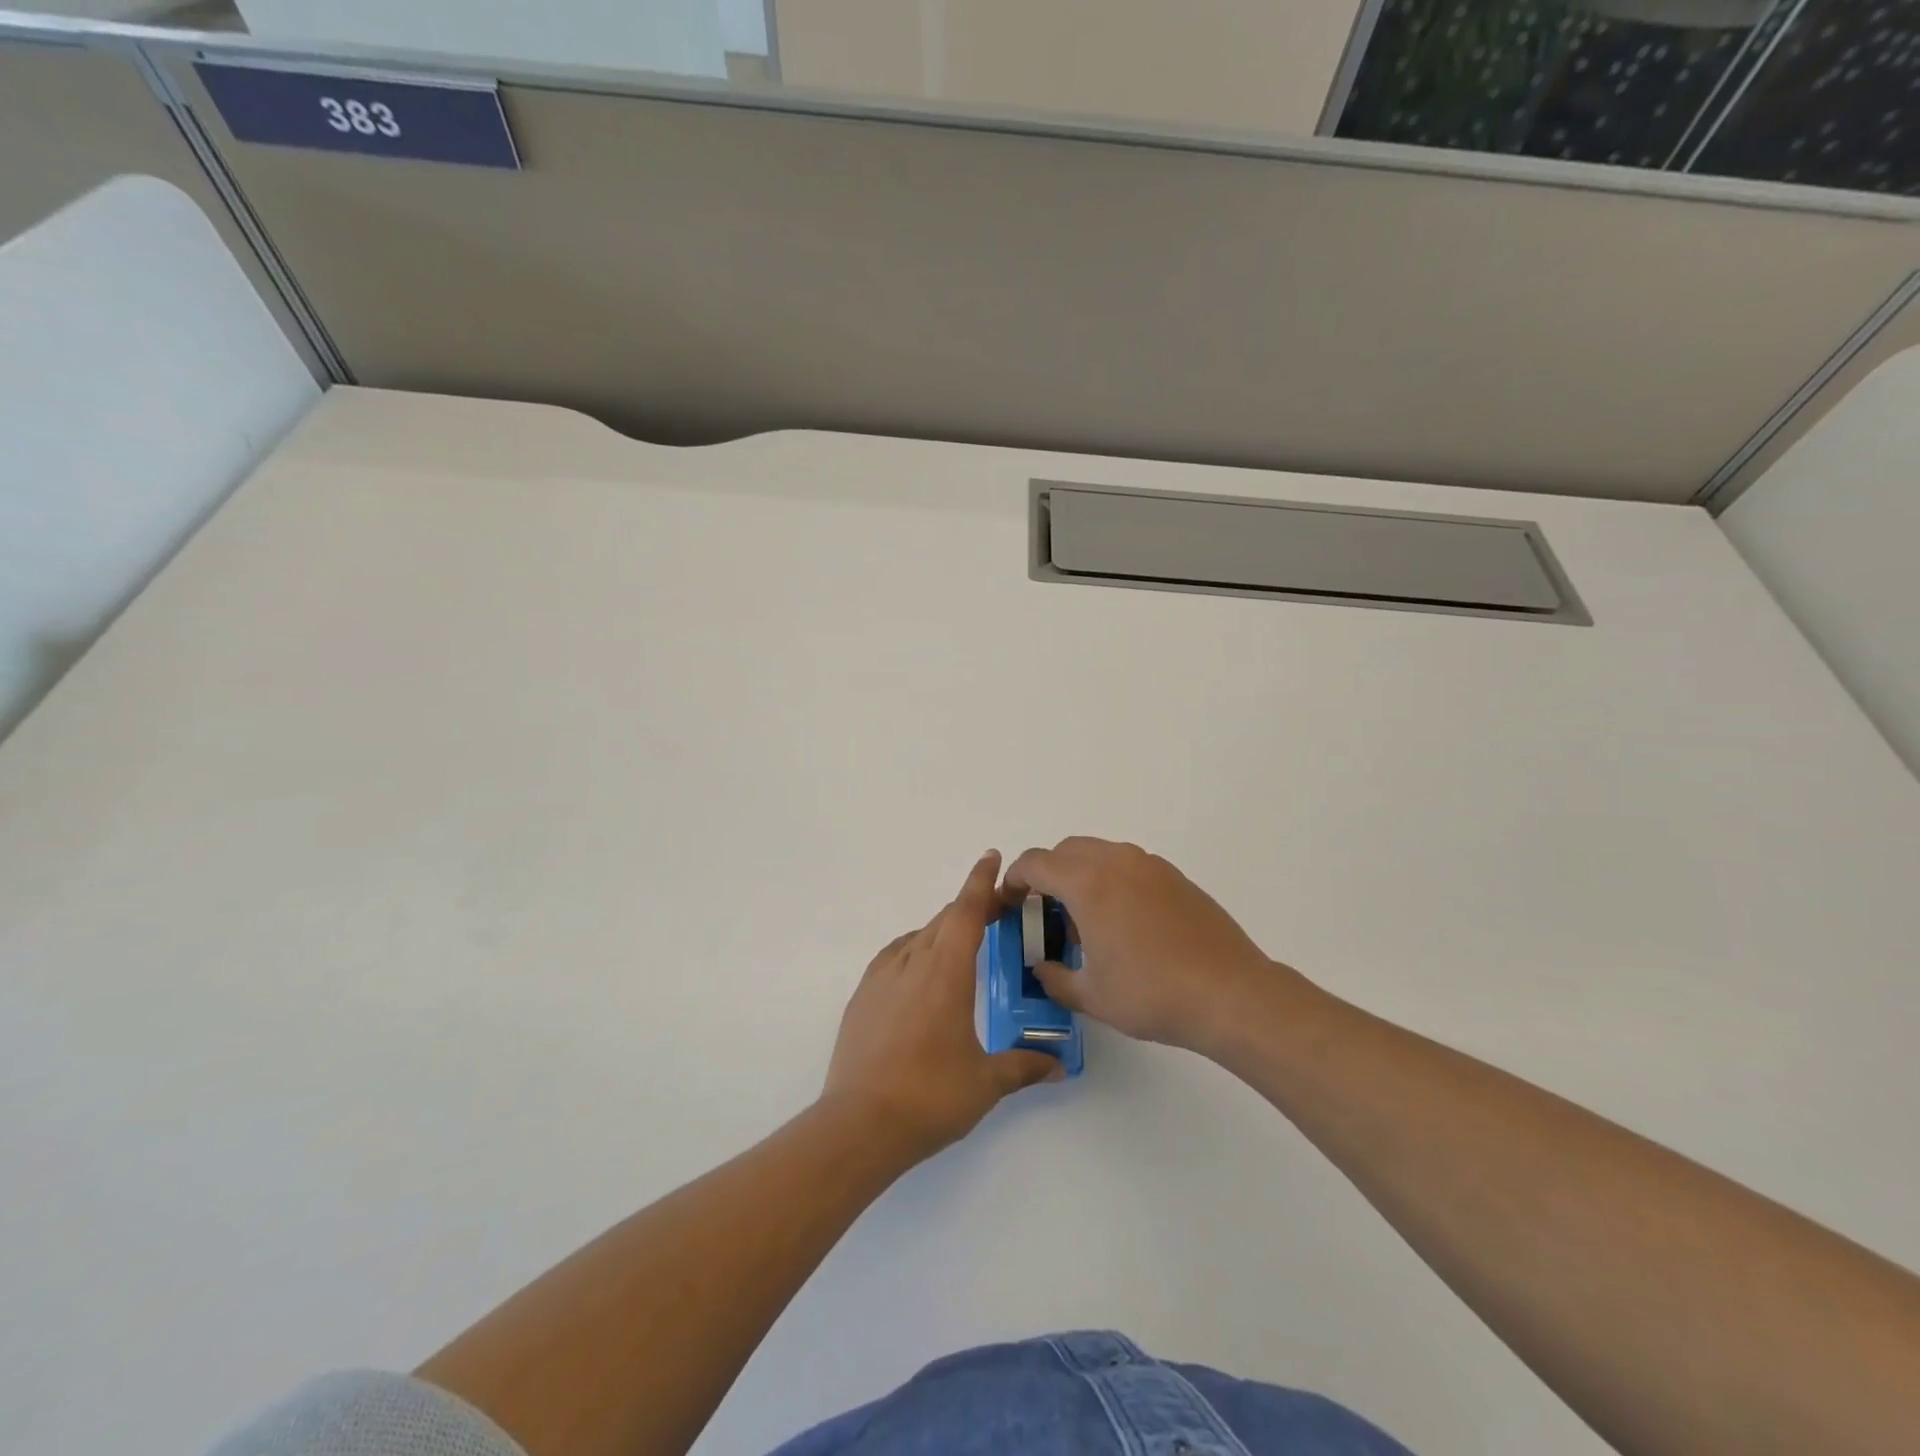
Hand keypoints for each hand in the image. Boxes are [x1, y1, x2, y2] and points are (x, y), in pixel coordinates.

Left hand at [821, 851, 1062, 1161]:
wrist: (858, 1124)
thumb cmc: (930, 1096)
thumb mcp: (985, 1083)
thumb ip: (1023, 1066)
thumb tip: (1058, 1065)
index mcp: (946, 972)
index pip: (966, 911)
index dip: (980, 882)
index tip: (991, 857)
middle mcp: (912, 962)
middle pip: (944, 920)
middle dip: (970, 909)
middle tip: (995, 913)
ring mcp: (881, 978)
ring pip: (918, 937)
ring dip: (942, 931)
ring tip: (961, 947)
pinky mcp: (861, 997)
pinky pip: (894, 957)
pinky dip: (915, 951)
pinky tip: (920, 974)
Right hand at [1002, 837, 1285, 1053]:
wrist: (1230, 994)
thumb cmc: (1152, 994)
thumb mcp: (1092, 996)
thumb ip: (1055, 978)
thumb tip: (1042, 969)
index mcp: (1087, 884)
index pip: (1035, 863)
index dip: (1013, 880)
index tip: (1009, 903)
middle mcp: (1116, 862)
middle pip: (1065, 850)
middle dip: (1046, 874)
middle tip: (1043, 912)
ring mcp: (1149, 865)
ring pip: (1099, 853)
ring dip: (1079, 874)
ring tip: (1084, 921)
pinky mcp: (1174, 876)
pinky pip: (1128, 865)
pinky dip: (1110, 880)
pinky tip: (1122, 922)